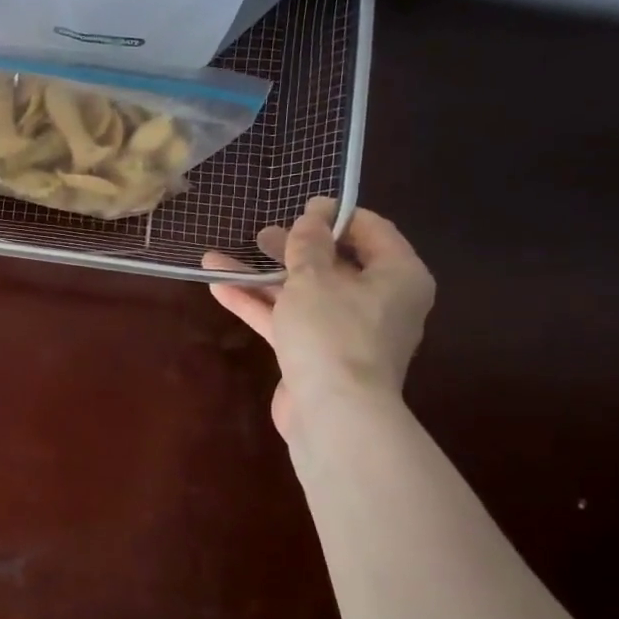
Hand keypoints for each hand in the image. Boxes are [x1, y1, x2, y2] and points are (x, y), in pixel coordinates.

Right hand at [204, 197, 434, 437]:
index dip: (335, 216)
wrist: (332, 412)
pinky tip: (220, 288)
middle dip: (292, 249)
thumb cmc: (333, 333)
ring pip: (303, 293)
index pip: (372, 231)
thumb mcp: (314, 278)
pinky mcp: (316, 354)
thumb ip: (307, 245)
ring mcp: (345, 330)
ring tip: (221, 257)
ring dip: (263, 277)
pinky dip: (258, 305)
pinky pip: (287, 320)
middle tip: (261, 235)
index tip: (301, 206)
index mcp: (398, 276)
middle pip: (333, 264)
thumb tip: (311, 218)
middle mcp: (378, 301)